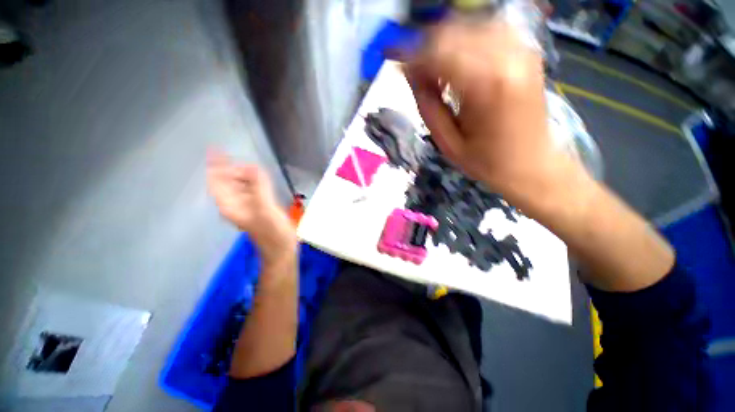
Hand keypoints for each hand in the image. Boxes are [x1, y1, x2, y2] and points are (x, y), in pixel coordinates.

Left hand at [207, 150, 296, 263]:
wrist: (281, 249)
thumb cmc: (273, 233)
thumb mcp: (265, 209)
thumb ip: (259, 188)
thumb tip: (253, 167)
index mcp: (231, 205)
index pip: (217, 181)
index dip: (215, 165)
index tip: (215, 149)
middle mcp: (235, 204)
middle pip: (227, 182)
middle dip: (233, 169)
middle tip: (249, 163)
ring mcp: (246, 207)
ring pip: (240, 186)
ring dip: (244, 175)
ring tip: (255, 168)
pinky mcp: (258, 208)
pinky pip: (252, 190)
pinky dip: (254, 182)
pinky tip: (261, 179)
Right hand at [404, 19, 572, 205]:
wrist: (532, 164)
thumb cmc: (486, 162)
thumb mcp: (447, 143)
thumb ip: (427, 104)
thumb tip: (409, 72)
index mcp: (486, 86)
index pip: (438, 52)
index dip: (410, 52)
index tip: (391, 56)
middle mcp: (508, 57)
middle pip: (452, 32)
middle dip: (424, 46)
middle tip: (411, 67)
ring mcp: (522, 50)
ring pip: (469, 26)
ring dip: (443, 42)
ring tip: (432, 68)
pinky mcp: (527, 52)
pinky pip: (487, 31)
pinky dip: (464, 41)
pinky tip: (456, 62)